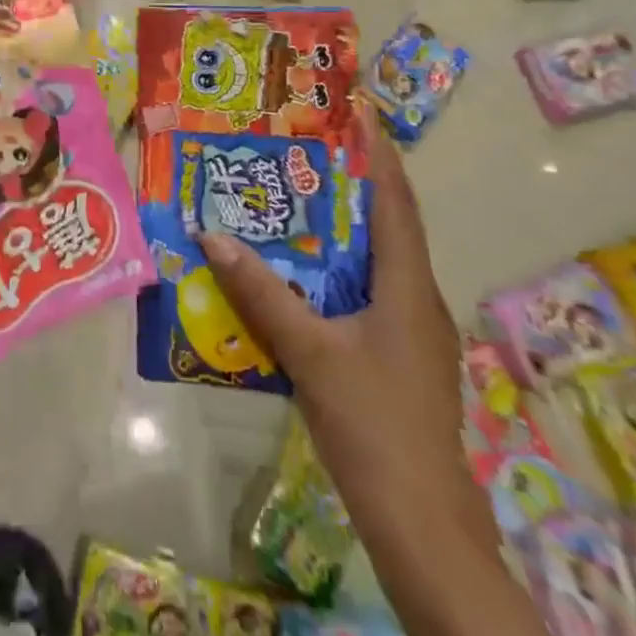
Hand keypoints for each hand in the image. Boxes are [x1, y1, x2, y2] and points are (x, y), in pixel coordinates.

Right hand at [198, 98, 486, 535]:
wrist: (423, 522)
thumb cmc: (373, 423)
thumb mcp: (309, 352)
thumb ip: (261, 293)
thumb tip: (212, 235)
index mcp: (407, 287)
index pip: (396, 203)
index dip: (380, 156)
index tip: (361, 113)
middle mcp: (418, 299)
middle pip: (389, 225)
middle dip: (355, 183)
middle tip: (310, 148)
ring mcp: (414, 331)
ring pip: (379, 260)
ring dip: (346, 227)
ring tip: (300, 198)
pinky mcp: (402, 356)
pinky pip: (370, 291)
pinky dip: (341, 267)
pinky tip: (306, 273)